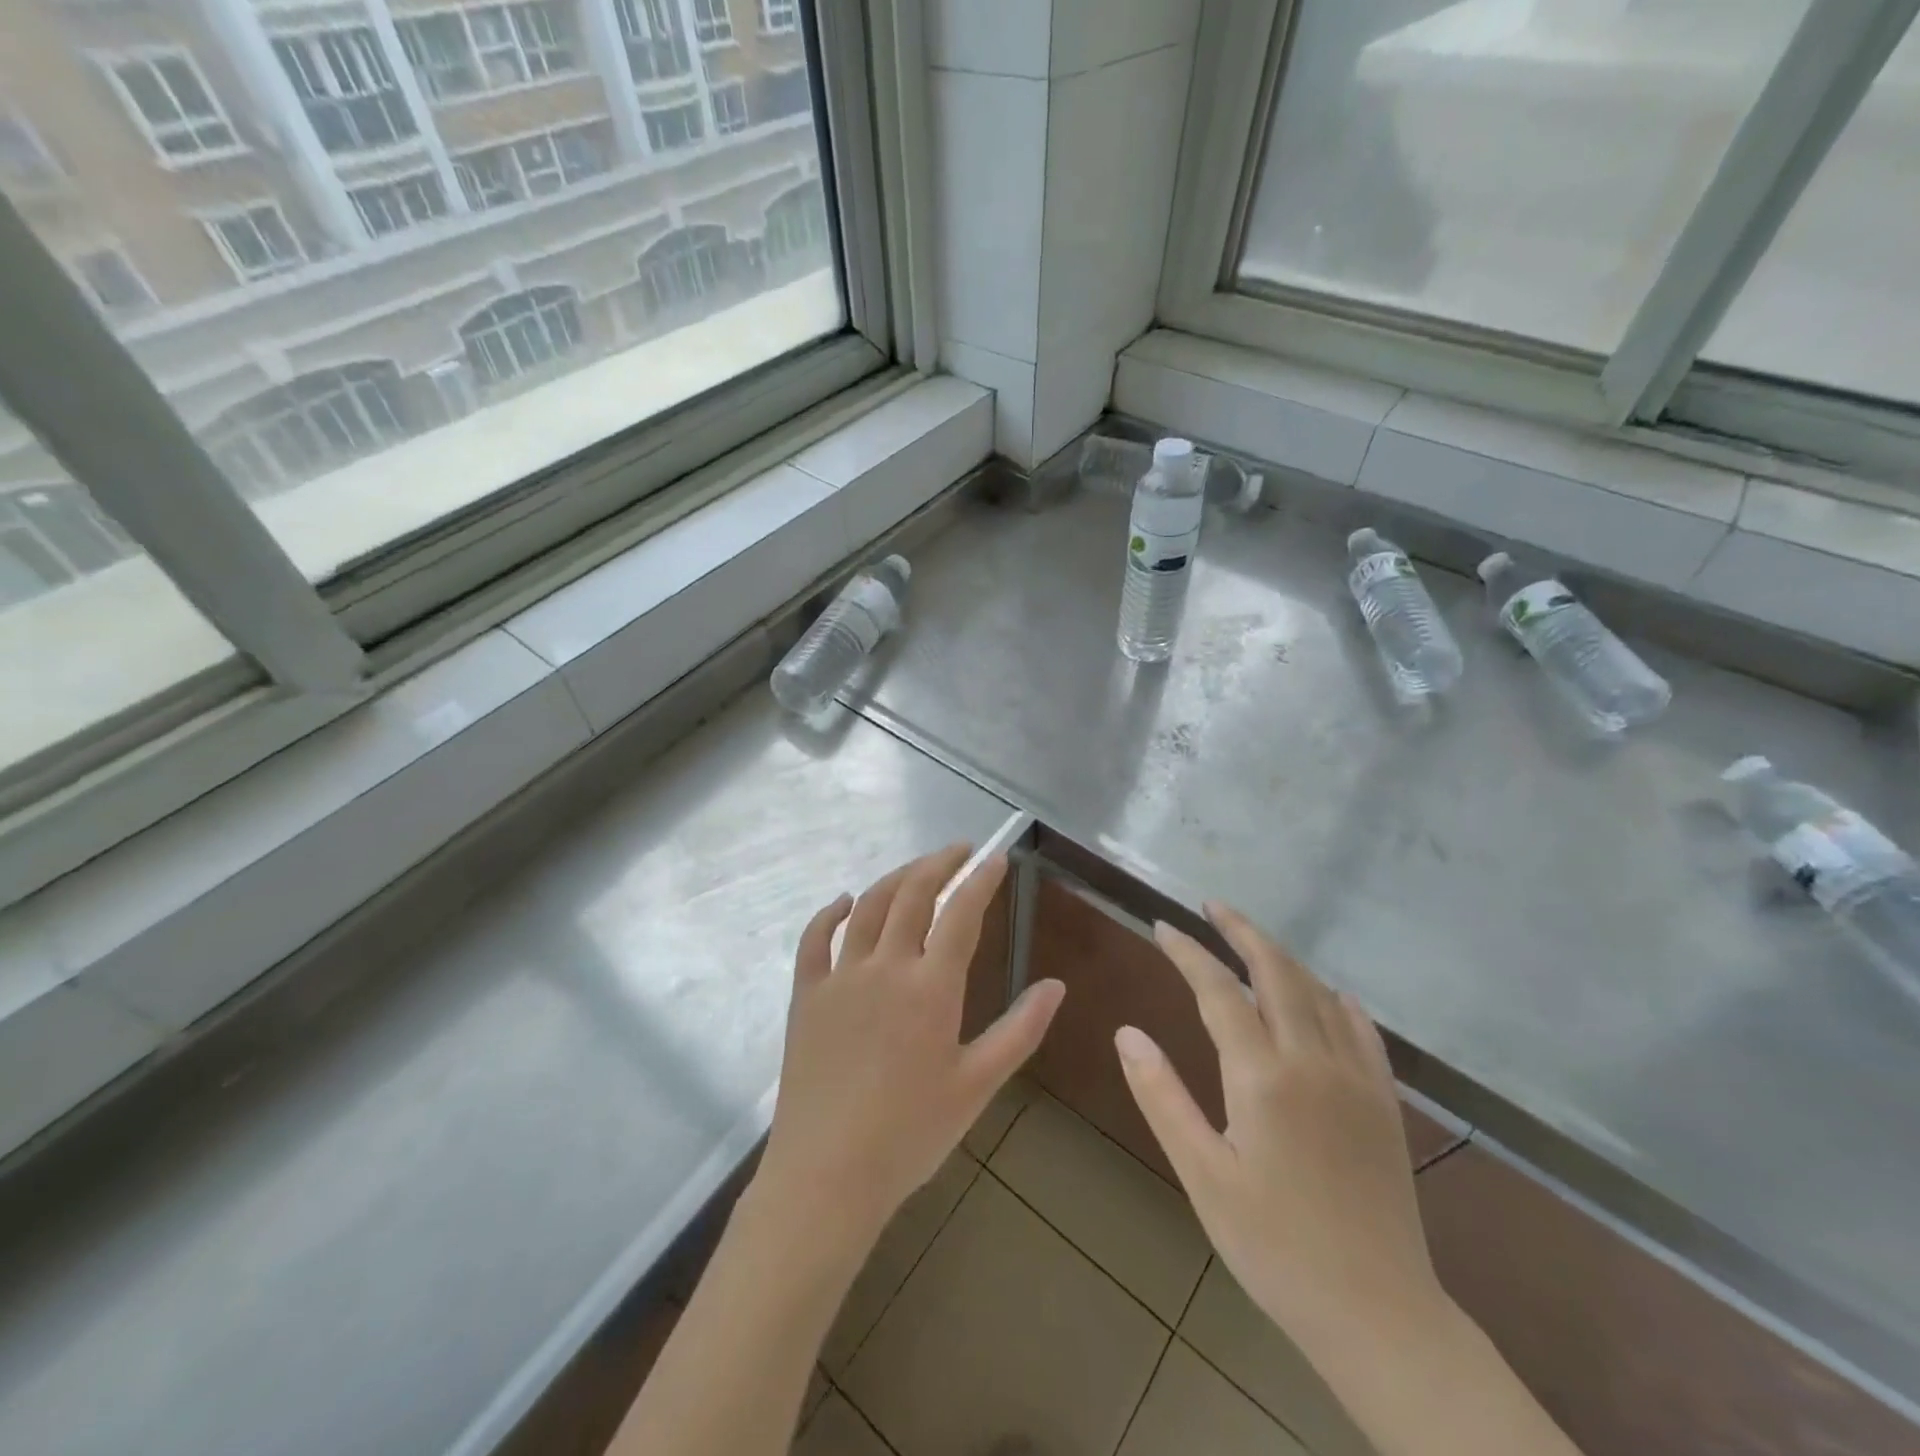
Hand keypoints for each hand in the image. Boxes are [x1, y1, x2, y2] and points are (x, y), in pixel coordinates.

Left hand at [758, 845, 1065, 1244]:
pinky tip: (843, 902)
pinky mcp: (807, 994)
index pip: (961, 913)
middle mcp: (885, 967)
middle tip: (960, 851)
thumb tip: (1056, 986)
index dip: (981, 879)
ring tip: (918, 869)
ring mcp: (840, 977)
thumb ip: (1020, 1031)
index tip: (996, 857)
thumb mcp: (978, 1085)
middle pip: (912, 894)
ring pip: (867, 906)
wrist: (827, 1176)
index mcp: (931, 987)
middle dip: (939, 863)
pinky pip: (814, 939)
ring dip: (896, 878)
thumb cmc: (911, 1134)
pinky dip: (829, 913)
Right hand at [1115, 904, 1443, 1352]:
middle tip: (1212, 905)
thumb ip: (1162, 1097)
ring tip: (1253, 940)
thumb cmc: (1274, 1246)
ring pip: (1319, 994)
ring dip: (1284, 958)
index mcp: (1263, 1077)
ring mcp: (1356, 1079)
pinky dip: (1339, 1001)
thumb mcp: (1202, 1176)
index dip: (1188, 952)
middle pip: (1277, 973)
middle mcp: (1313, 1061)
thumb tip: (1126, 1033)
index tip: (1162, 926)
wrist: (1379, 1315)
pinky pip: (1364, 1031)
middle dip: (1242, 931)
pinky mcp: (1384, 1103)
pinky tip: (1331, 995)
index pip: (1218, 991)